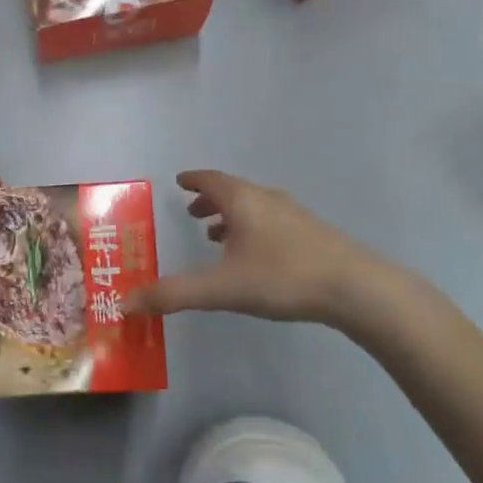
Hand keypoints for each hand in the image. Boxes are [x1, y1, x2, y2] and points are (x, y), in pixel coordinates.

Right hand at [131, 170, 436, 343]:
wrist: (356, 288)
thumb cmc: (283, 277)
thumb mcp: (222, 289)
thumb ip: (174, 295)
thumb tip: (125, 302)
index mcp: (243, 200)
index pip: (210, 180)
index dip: (192, 180)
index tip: (179, 181)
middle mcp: (267, 199)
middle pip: (232, 191)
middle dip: (209, 201)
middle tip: (191, 213)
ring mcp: (294, 215)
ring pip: (254, 207)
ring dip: (232, 216)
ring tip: (217, 236)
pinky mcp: (313, 234)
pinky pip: (272, 221)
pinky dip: (253, 228)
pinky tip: (256, 256)